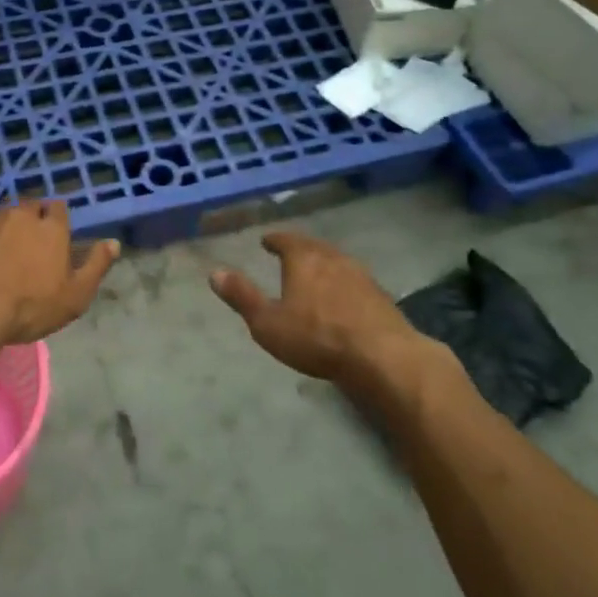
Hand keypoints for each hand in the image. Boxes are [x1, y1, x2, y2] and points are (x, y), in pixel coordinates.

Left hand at [0, 201, 118, 346]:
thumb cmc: (31, 305)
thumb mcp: (75, 295)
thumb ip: (96, 266)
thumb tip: (113, 243)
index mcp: (52, 227)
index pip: (59, 208)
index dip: (58, 220)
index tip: (57, 237)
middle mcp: (22, 216)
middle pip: (31, 207)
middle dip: (34, 219)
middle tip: (33, 245)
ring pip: (6, 217)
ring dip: (10, 229)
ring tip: (8, 253)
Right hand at [210, 232, 438, 389]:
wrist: (383, 357)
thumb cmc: (317, 338)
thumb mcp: (268, 323)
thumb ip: (242, 297)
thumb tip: (214, 272)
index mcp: (304, 258)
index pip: (286, 240)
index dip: (275, 240)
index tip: (267, 240)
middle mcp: (332, 258)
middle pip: (313, 246)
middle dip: (300, 248)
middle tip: (290, 252)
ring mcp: (361, 276)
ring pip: (336, 262)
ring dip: (324, 264)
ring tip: (314, 273)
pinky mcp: (380, 296)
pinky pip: (354, 281)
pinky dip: (343, 283)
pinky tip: (342, 297)